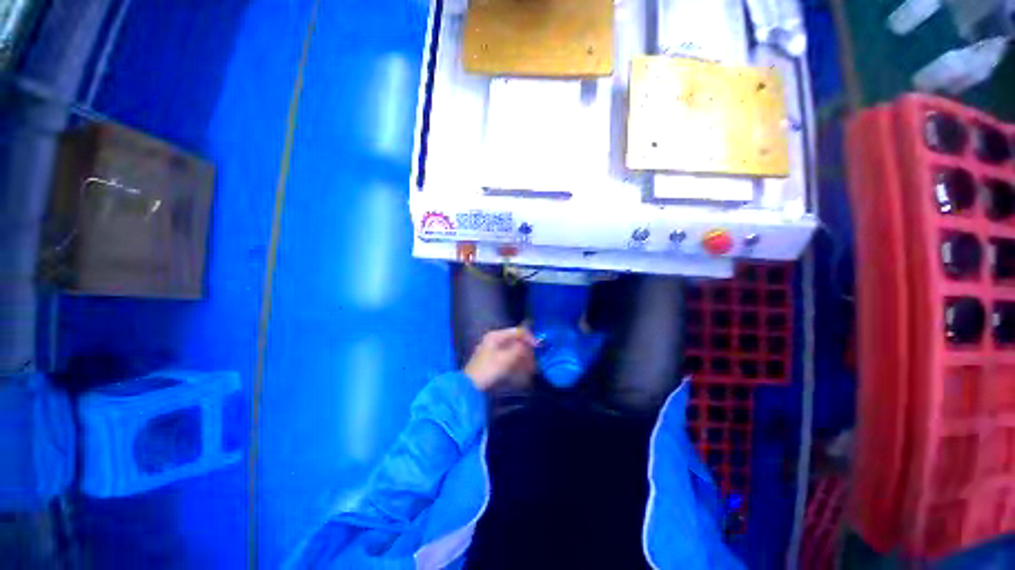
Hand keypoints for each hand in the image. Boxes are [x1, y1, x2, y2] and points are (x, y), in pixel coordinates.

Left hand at [464, 328, 537, 391]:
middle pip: (516, 341)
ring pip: (514, 350)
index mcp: (496, 336)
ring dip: (524, 357)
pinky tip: (523, 370)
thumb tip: (531, 344)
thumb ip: (519, 349)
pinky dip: (517, 362)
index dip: (529, 338)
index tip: (538, 348)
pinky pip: (510, 358)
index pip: (517, 332)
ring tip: (532, 367)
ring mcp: (494, 350)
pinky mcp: (494, 360)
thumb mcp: (505, 359)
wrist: (470, 387)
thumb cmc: (487, 370)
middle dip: (527, 350)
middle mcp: (495, 340)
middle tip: (535, 361)